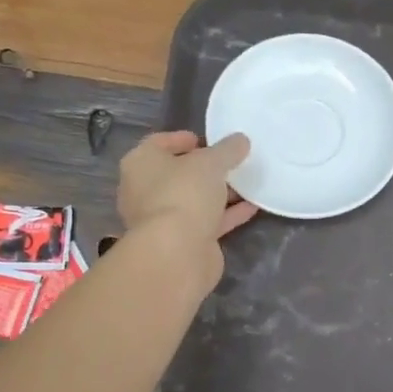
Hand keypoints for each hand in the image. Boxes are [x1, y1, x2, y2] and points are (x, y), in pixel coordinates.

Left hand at [116, 131, 257, 287]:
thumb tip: (240, 140)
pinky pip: (207, 221)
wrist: (177, 252)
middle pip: (177, 174)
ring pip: (193, 200)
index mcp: (140, 164)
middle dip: (204, 169)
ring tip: (246, 183)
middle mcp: (145, 190)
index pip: (159, 143)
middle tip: (230, 163)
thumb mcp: (211, 162)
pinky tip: (252, 207)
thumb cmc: (184, 193)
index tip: (207, 140)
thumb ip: (227, 149)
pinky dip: (227, 214)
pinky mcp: (182, 241)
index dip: (183, 139)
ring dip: (218, 193)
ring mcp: (162, 219)